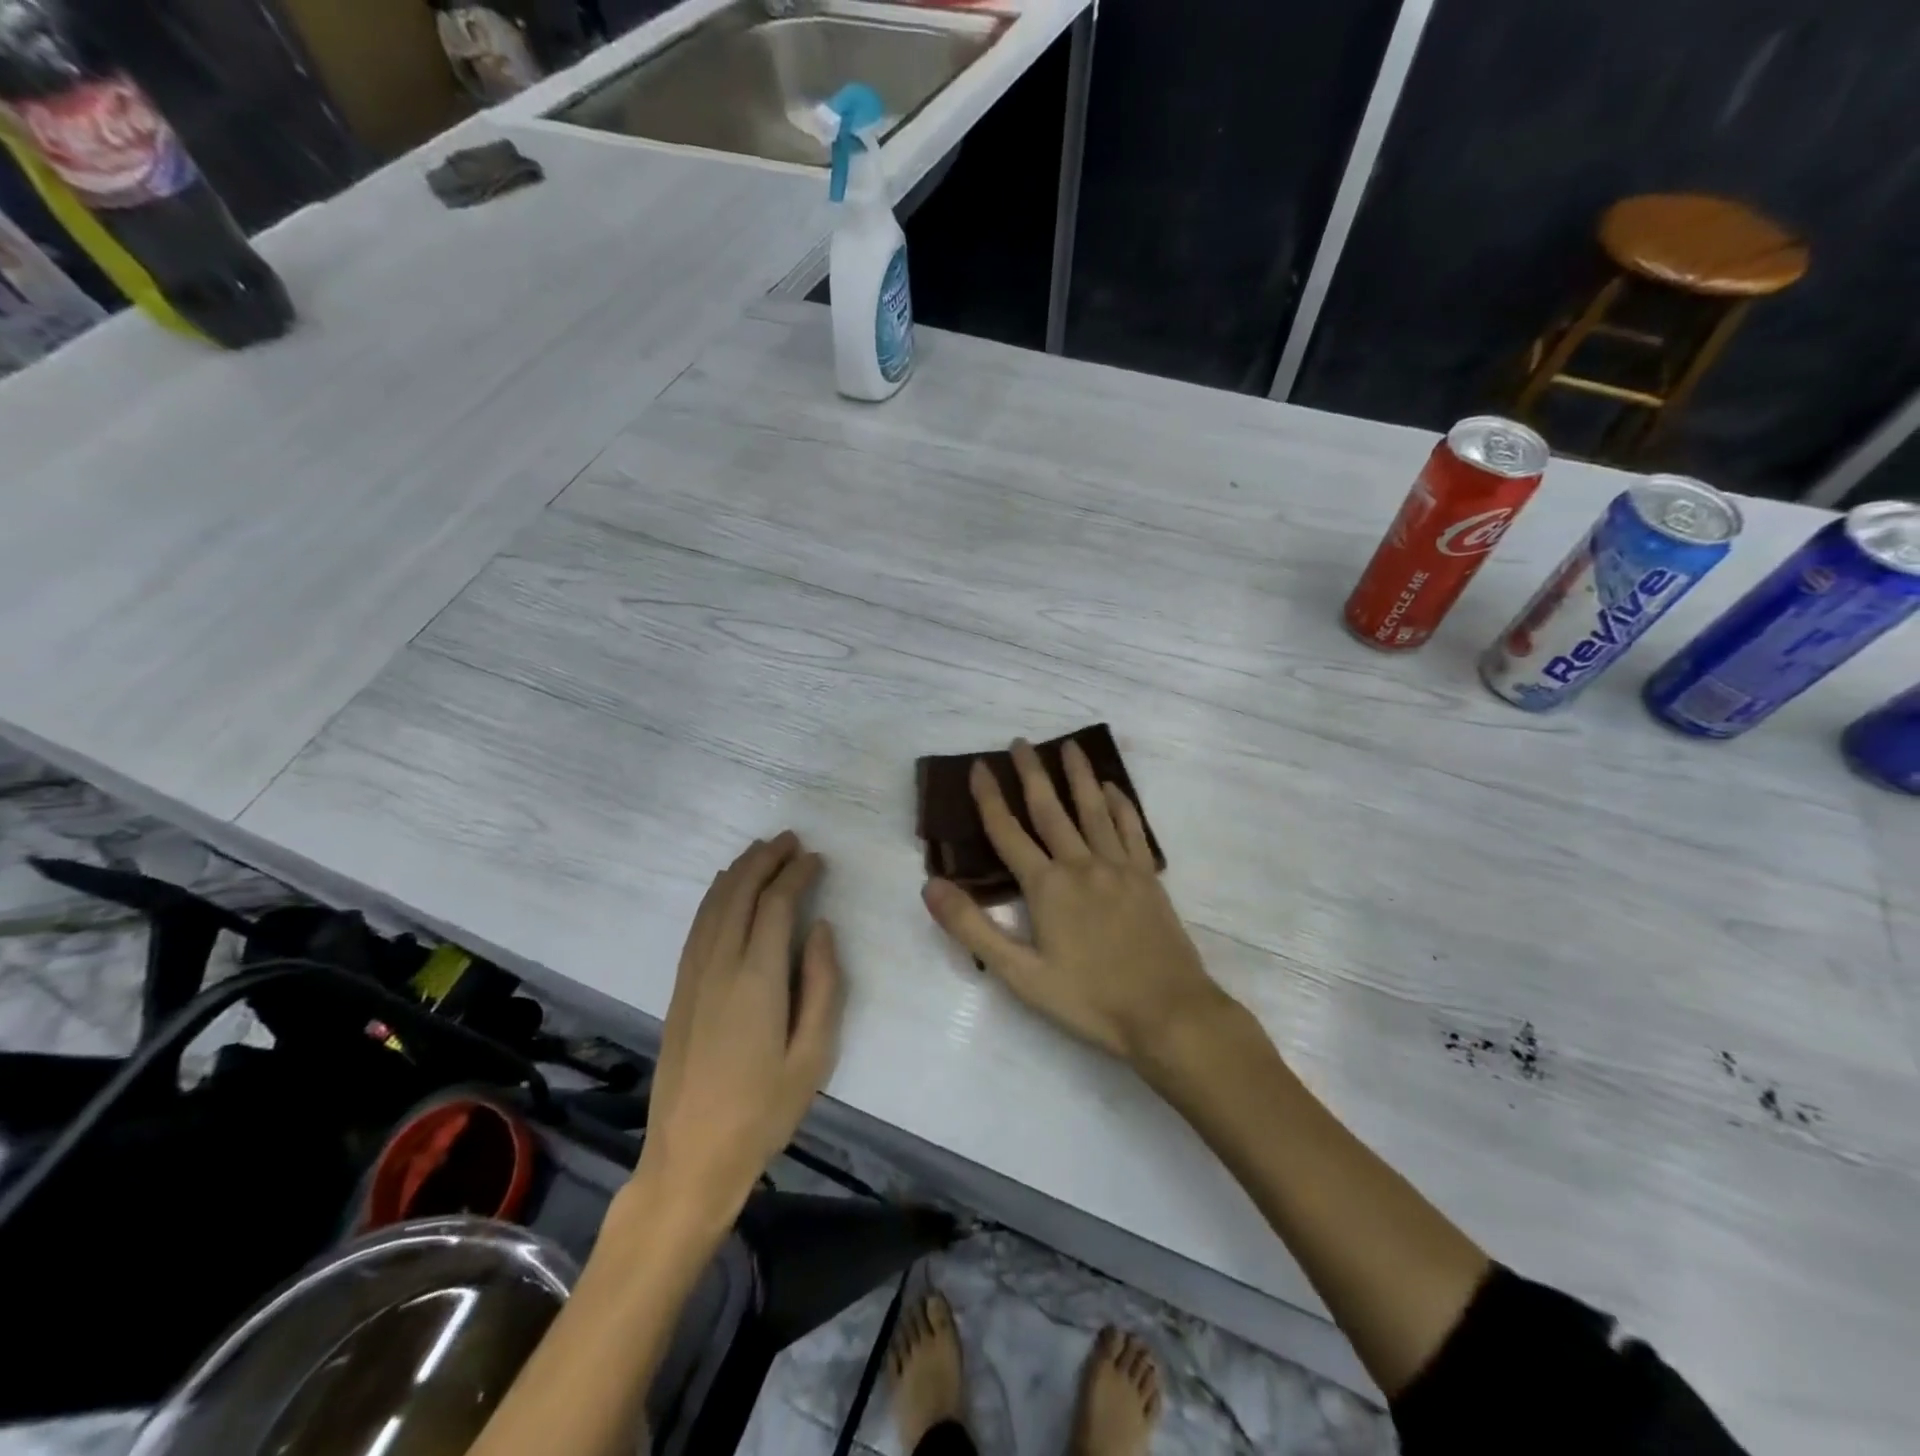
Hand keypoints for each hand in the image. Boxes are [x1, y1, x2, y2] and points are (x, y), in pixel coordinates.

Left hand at [637, 832, 845, 1228]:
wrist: (690, 1158)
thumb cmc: (763, 1111)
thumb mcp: (814, 1055)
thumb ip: (824, 985)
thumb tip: (822, 929)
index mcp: (757, 979)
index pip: (776, 905)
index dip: (796, 874)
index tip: (816, 858)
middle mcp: (720, 965)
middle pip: (739, 893)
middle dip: (765, 860)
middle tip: (791, 840)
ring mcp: (693, 976)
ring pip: (714, 905)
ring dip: (738, 871)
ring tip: (761, 851)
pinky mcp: (680, 989)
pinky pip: (698, 926)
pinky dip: (715, 897)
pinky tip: (726, 890)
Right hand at [921, 739, 1227, 1063]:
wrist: (1168, 1013)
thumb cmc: (1089, 999)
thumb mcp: (1020, 974)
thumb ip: (974, 928)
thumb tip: (930, 886)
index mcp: (1047, 886)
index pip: (1008, 832)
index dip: (989, 798)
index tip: (978, 766)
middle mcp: (1081, 864)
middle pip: (1051, 808)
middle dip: (1032, 773)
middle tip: (1021, 742)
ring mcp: (1119, 866)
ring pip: (1093, 808)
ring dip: (1078, 775)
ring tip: (1069, 745)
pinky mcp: (1148, 876)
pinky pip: (1132, 828)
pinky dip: (1120, 803)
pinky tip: (1112, 788)